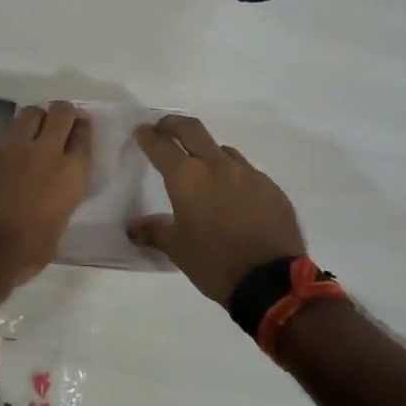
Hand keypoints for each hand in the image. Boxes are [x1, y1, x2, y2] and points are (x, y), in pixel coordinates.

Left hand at [0, 101, 91, 284]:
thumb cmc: (27, 251)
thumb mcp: (60, 224)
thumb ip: (62, 196)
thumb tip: (55, 189)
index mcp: (71, 174)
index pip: (84, 136)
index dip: (81, 131)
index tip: (77, 132)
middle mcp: (46, 150)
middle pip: (61, 113)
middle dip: (61, 115)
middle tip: (55, 124)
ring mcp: (12, 144)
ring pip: (29, 113)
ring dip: (31, 121)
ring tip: (25, 134)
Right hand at [129, 115, 306, 303]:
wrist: (270, 281)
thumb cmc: (214, 262)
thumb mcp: (177, 249)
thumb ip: (154, 232)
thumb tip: (134, 228)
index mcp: (187, 178)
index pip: (161, 146)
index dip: (148, 136)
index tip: (141, 131)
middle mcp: (217, 166)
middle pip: (192, 130)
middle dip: (173, 125)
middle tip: (164, 129)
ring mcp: (248, 174)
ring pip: (223, 151)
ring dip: (207, 153)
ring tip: (203, 171)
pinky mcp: (271, 188)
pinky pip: (247, 173)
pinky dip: (234, 177)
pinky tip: (234, 198)